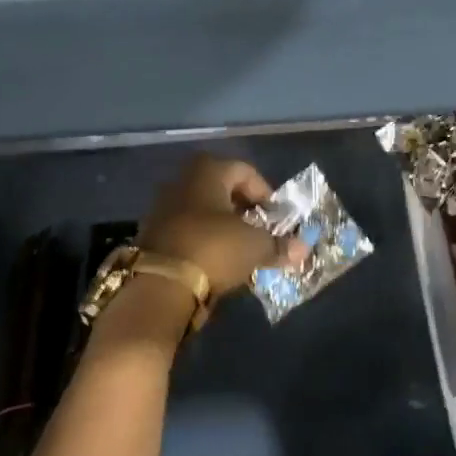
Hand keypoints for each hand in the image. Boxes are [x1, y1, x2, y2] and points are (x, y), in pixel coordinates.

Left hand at [136, 155, 304, 299]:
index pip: (245, 171)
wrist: (158, 284)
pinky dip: (204, 239)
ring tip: (241, 248)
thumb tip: (303, 249)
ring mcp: (162, 206)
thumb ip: (280, 245)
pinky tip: (216, 260)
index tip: (276, 217)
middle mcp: (182, 180)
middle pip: (222, 188)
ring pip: (203, 209)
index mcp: (208, 171)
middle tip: (260, 230)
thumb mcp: (255, 247)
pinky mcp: (152, 233)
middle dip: (244, 208)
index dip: (265, 192)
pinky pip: (187, 229)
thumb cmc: (214, 248)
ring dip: (223, 225)